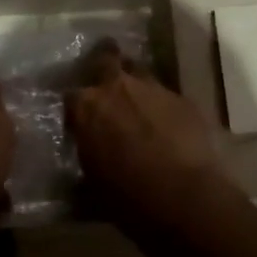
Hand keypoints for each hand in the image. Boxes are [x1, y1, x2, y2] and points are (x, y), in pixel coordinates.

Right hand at [68, 45, 230, 226]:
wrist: (184, 198)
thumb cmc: (127, 197)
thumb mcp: (92, 185)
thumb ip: (86, 161)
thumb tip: (83, 165)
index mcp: (87, 107)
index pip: (71, 96)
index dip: (77, 108)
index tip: (81, 121)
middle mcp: (117, 87)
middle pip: (106, 58)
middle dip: (104, 65)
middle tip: (107, 84)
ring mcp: (154, 89)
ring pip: (140, 74)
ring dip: (136, 87)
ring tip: (140, 109)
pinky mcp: (184, 99)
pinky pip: (167, 96)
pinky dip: (163, 107)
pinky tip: (169, 128)